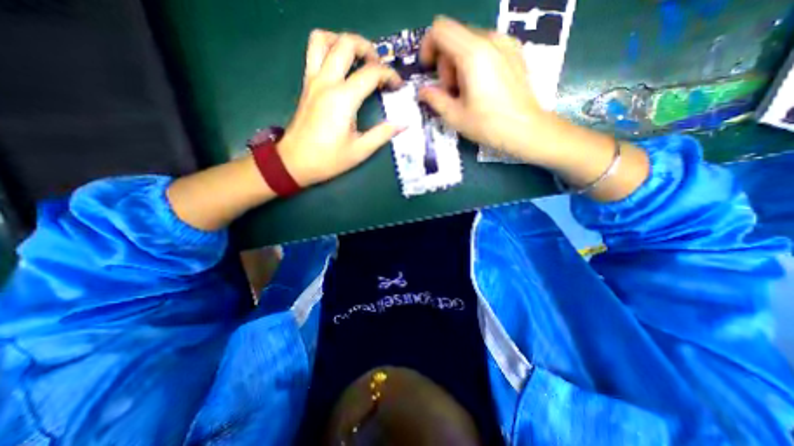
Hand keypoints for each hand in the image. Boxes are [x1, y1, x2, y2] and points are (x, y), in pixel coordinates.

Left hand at [278, 29, 402, 186]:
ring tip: (358, 59)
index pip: (371, 73)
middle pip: (346, 43)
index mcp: (343, 99)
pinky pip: (314, 52)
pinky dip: (329, 48)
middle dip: (369, 49)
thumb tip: (403, 124)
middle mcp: (326, 82)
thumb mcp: (360, 150)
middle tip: (379, 67)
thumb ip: (383, 134)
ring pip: (323, 40)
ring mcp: (312, 80)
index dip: (389, 75)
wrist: (295, 162)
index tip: (398, 86)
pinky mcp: (306, 84)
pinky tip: (341, 67)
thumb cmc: (328, 159)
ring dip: (343, 41)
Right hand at [418, 16, 553, 165]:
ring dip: (459, 64)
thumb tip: (422, 91)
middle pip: (454, 37)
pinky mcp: (514, 51)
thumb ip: (434, 99)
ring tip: (466, 91)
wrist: (526, 129)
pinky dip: (474, 61)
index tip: (428, 70)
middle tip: (451, 91)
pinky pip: (485, 47)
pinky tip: (481, 85)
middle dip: (445, 62)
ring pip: (469, 42)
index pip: (440, 30)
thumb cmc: (488, 124)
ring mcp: (505, 43)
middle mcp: (490, 39)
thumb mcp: (454, 116)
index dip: (428, 47)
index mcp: (473, 53)